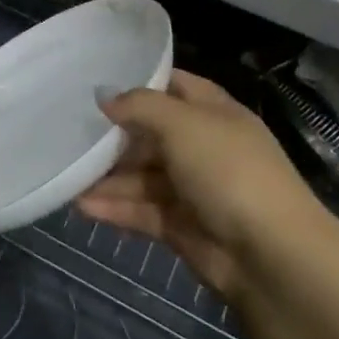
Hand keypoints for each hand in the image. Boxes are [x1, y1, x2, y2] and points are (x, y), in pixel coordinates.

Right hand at [78, 70, 325, 302]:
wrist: (271, 256)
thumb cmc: (228, 171)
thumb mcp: (182, 124)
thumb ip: (139, 105)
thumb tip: (103, 95)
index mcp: (213, 113)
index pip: (172, 85)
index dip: (138, 81)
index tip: (95, 81)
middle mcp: (203, 146)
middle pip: (150, 134)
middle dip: (113, 135)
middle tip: (68, 132)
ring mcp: (193, 189)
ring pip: (141, 175)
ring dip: (107, 176)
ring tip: (66, 173)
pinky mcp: (182, 227)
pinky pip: (141, 210)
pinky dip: (114, 208)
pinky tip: (80, 205)